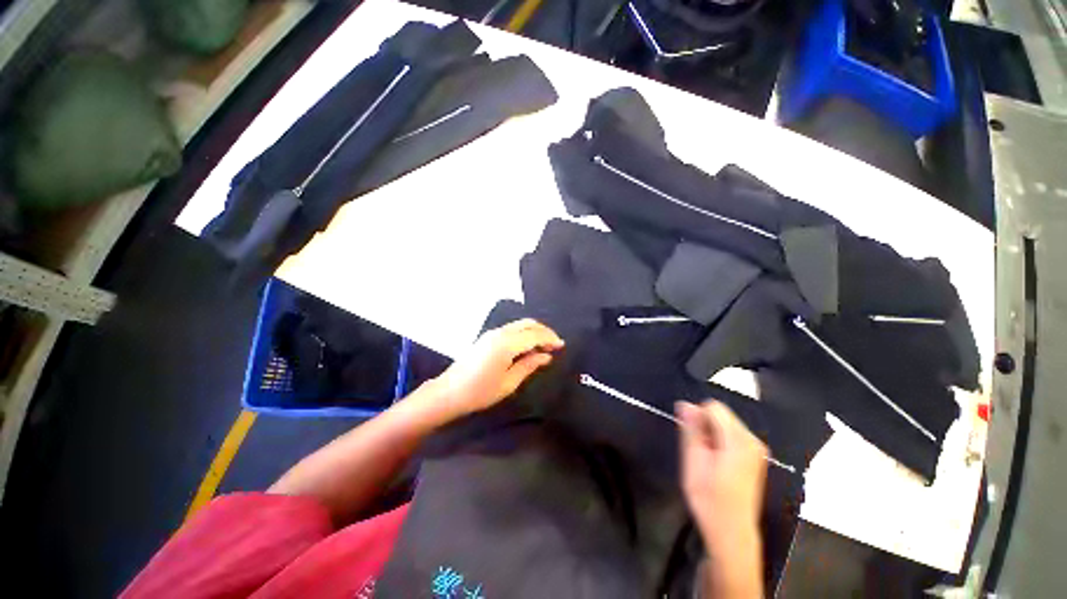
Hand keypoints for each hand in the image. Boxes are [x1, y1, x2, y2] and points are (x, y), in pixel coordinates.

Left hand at [430, 319, 563, 420]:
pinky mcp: (487, 337)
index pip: (535, 335)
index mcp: (507, 343)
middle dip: (544, 331)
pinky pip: (512, 329)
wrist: (448, 393)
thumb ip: (529, 365)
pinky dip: (524, 333)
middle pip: (528, 324)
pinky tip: (528, 346)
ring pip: (520, 324)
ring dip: (534, 331)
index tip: (562, 346)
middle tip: (555, 344)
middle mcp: (500, 333)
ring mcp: (492, 333)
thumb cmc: (480, 392)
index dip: (550, 339)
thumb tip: (546, 356)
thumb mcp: (509, 383)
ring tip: (545, 346)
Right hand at [677, 401, 766, 597]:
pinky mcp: (755, 456)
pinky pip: (731, 435)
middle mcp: (753, 440)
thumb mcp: (693, 462)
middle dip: (705, 427)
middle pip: (721, 414)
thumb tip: (684, 404)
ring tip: (706, 460)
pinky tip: (716, 463)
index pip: (713, 407)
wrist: (731, 533)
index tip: (693, 440)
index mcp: (739, 441)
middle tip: (699, 453)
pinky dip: (719, 442)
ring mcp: (756, 449)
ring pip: (725, 424)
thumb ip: (691, 430)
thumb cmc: (709, 499)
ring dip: (711, 435)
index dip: (697, 418)